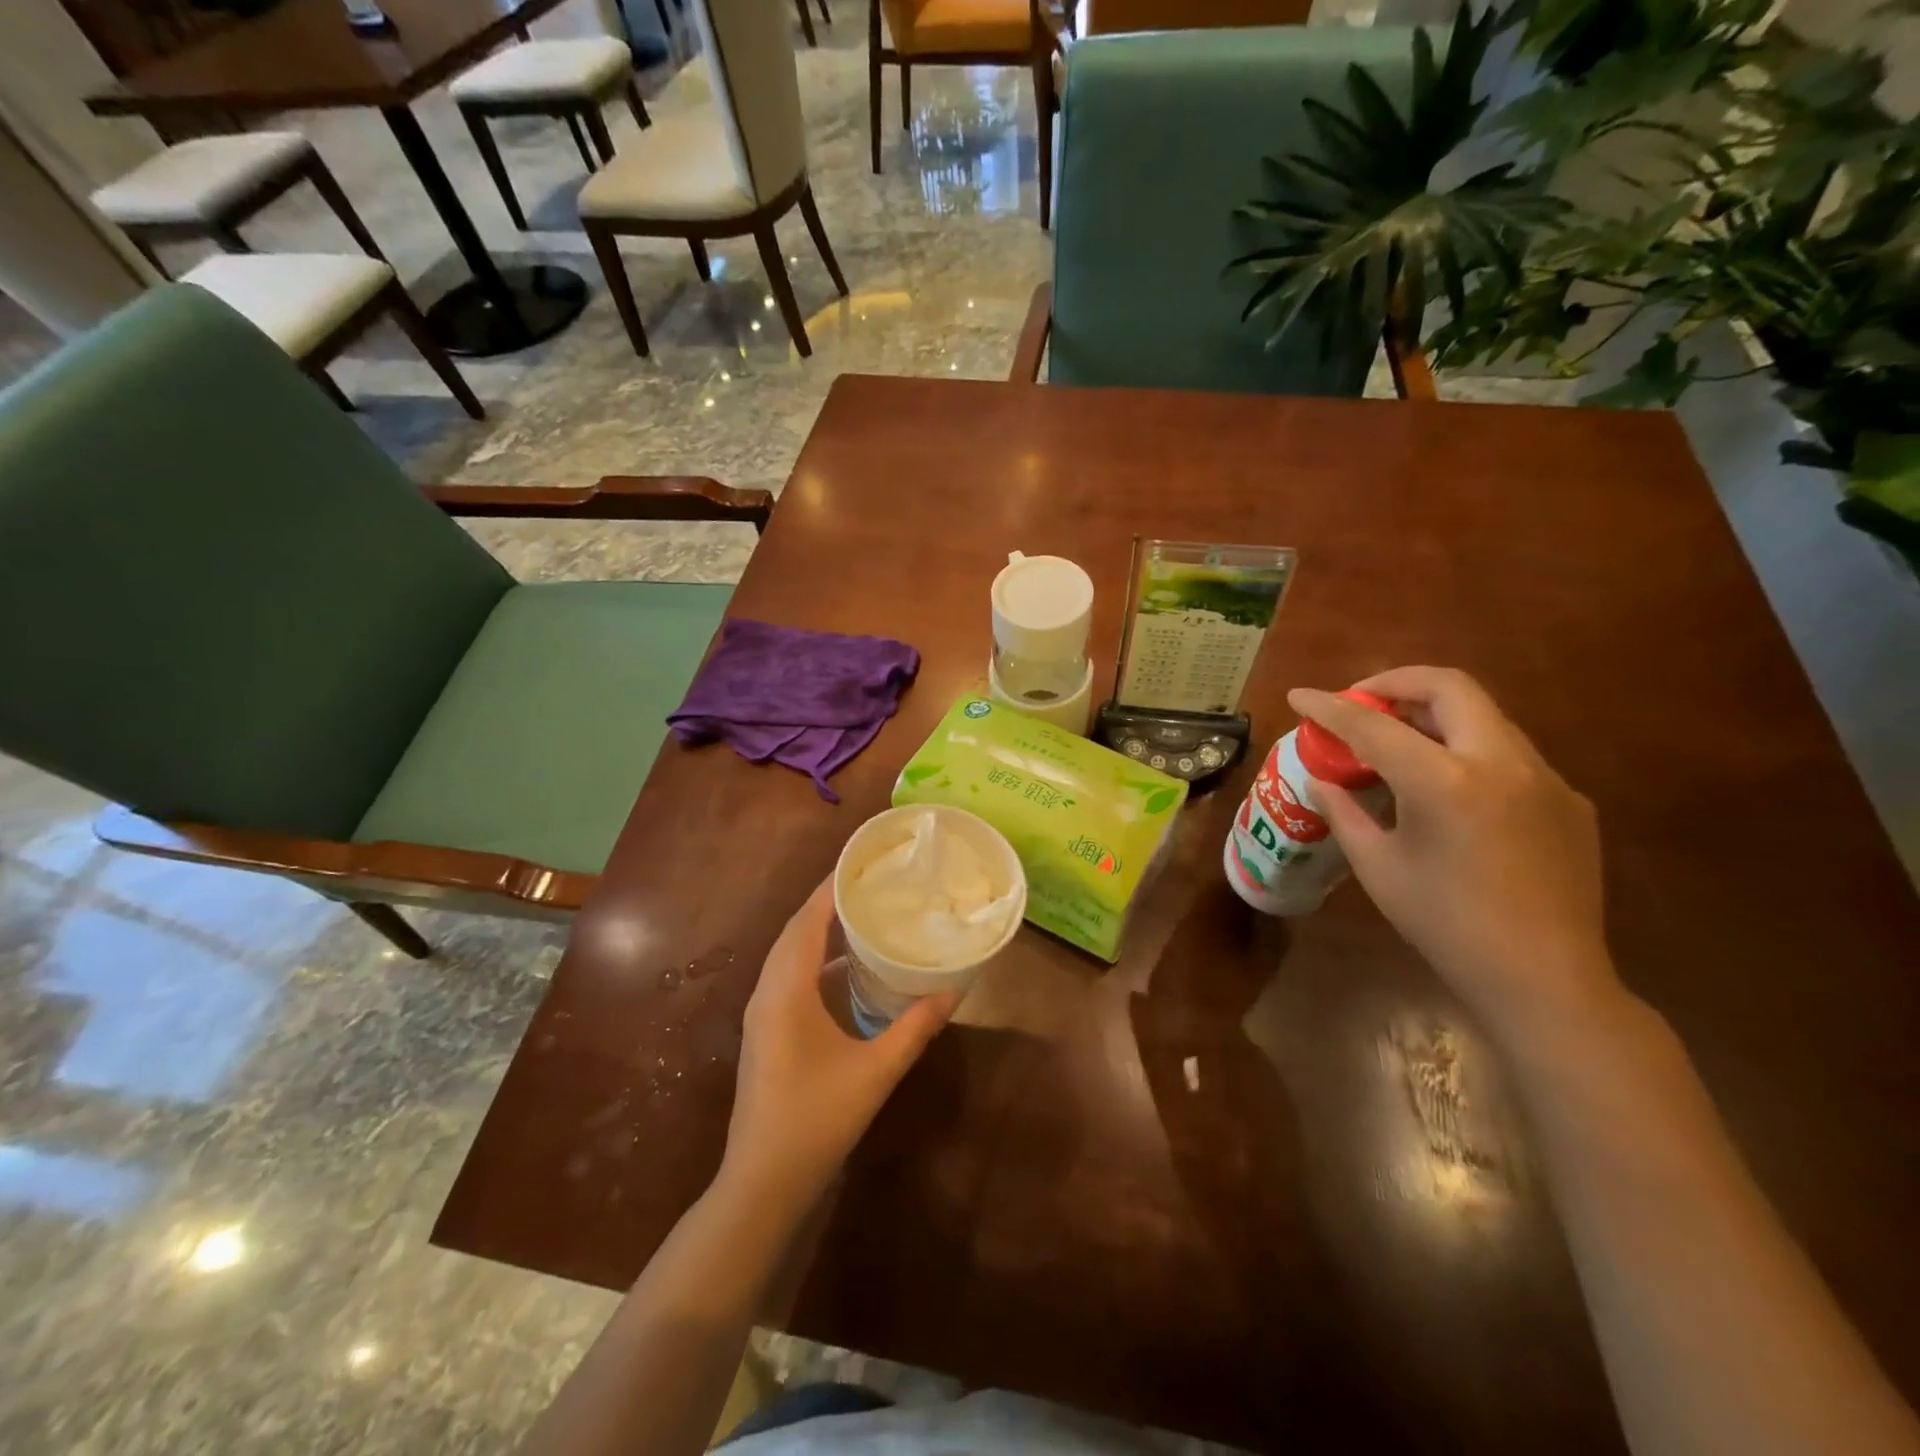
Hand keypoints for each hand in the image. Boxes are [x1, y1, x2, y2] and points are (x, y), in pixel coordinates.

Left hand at [721, 880, 956, 1208]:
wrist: (762, 1181)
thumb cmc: (817, 1119)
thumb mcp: (876, 1072)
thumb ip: (916, 1028)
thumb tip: (954, 990)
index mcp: (787, 991)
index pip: (807, 921)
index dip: (830, 888)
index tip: (860, 862)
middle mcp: (768, 992)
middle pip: (795, 931)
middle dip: (827, 903)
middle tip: (869, 883)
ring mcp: (762, 1013)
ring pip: (789, 954)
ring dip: (819, 930)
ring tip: (861, 914)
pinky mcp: (766, 1031)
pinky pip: (789, 976)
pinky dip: (815, 959)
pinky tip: (847, 969)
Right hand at [1288, 667, 1620, 1047]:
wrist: (1544, 979)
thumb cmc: (1445, 925)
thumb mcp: (1378, 867)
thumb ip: (1345, 813)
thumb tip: (1323, 782)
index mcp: (1445, 783)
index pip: (1373, 725)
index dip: (1329, 707)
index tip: (1299, 696)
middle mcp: (1501, 763)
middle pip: (1449, 687)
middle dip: (1395, 683)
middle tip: (1361, 703)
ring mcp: (1545, 778)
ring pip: (1483, 715)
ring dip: (1434, 714)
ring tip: (1398, 742)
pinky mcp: (1569, 799)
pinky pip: (1508, 754)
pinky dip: (1466, 750)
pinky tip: (1449, 791)